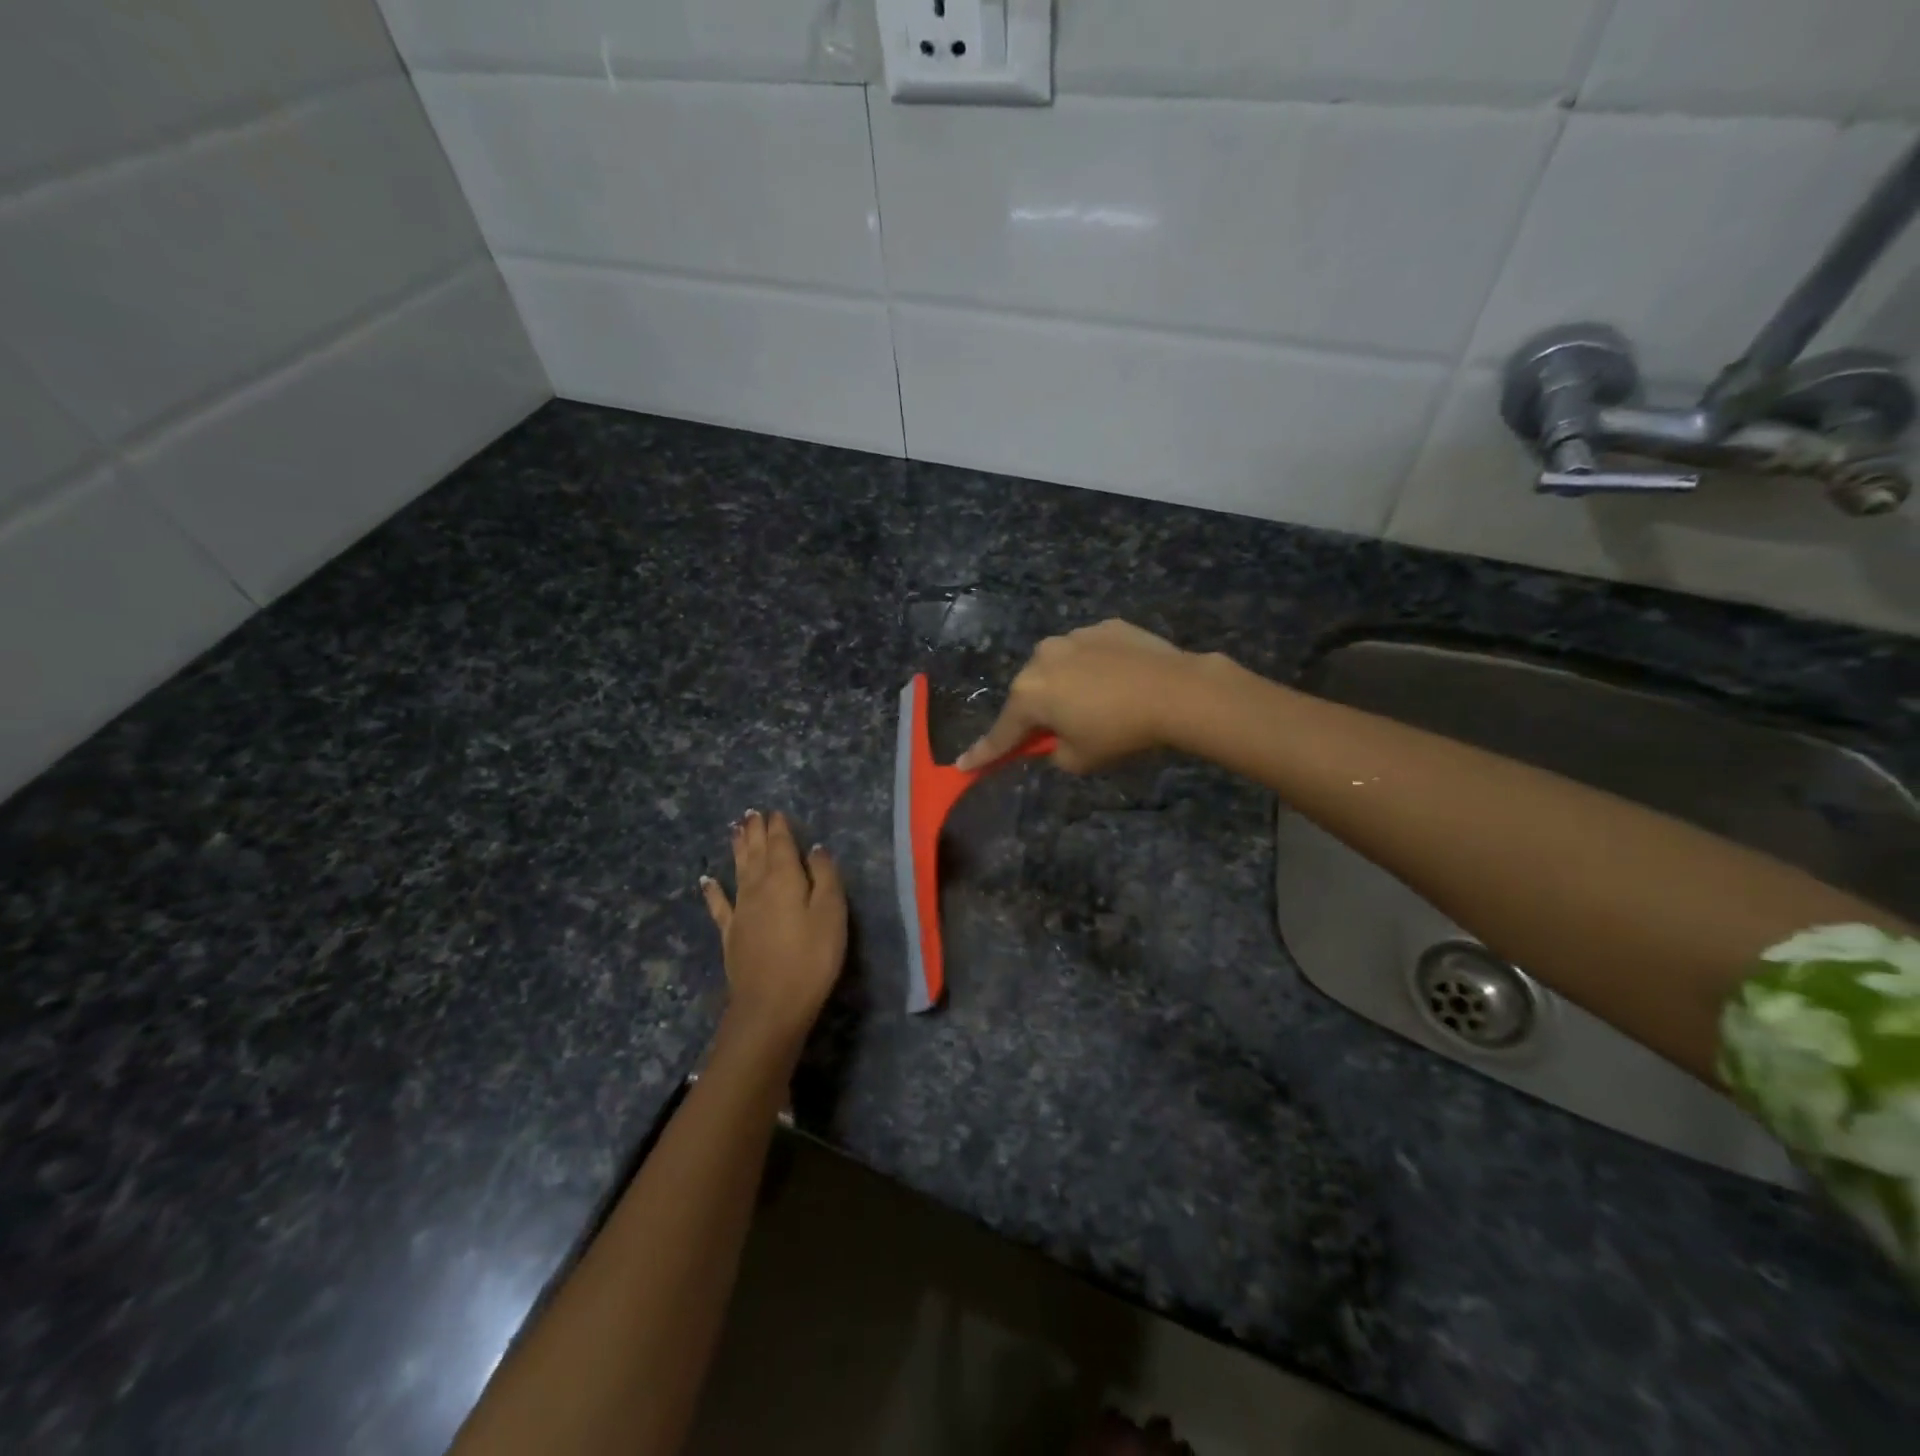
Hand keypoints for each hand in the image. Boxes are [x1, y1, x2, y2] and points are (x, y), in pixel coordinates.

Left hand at [700, 810, 846, 1052]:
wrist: (771, 1005)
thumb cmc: (811, 957)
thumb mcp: (832, 913)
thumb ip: (825, 877)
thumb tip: (816, 849)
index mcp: (785, 878)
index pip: (781, 844)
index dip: (778, 827)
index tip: (775, 811)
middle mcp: (758, 887)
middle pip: (756, 852)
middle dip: (755, 831)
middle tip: (751, 813)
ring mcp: (740, 911)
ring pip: (738, 870)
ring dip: (737, 849)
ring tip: (735, 830)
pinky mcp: (731, 934)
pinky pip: (719, 905)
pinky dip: (712, 890)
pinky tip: (706, 880)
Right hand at [957, 619, 1205, 773]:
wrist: (1176, 690)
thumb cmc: (1120, 731)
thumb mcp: (1079, 759)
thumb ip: (1053, 751)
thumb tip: (1053, 739)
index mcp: (1029, 694)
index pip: (1002, 733)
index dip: (984, 754)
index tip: (963, 766)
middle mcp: (1042, 658)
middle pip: (1030, 694)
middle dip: (1040, 713)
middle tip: (1064, 732)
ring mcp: (1073, 637)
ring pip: (1059, 668)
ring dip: (1067, 685)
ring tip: (1102, 702)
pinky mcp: (1104, 626)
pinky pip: (1089, 652)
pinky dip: (1095, 667)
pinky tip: (1120, 680)